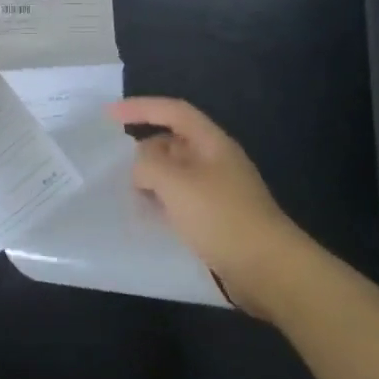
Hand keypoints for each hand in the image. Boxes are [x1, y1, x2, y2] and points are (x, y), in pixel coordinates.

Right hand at [110, 97, 314, 318]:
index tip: (109, 115)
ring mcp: (220, 191)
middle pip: (174, 142)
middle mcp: (217, 161)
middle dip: (145, 151)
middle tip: (119, 170)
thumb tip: (140, 166)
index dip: (141, 108)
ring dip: (152, 180)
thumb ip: (149, 164)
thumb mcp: (175, 183)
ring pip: (177, 173)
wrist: (269, 270)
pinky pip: (183, 200)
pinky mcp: (219, 218)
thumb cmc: (221, 217)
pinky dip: (163, 202)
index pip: (173, 111)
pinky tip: (151, 218)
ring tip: (130, 195)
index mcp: (212, 143)